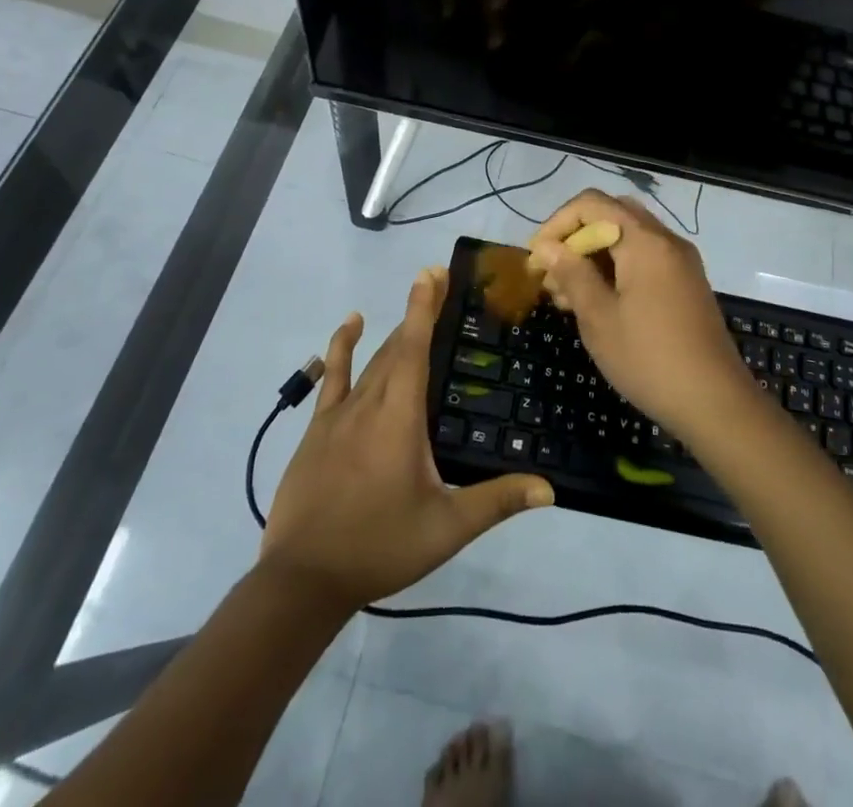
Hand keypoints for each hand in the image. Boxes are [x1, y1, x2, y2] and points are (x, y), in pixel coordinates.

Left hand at [261, 268, 554, 613]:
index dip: (424, 308)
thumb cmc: (379, 546)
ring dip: (392, 331)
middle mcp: (369, 404)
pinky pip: (332, 378)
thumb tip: (549, 488)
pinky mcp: (317, 430)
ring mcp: (337, 415)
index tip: (432, 273)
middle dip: (417, 312)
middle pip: (395, 346)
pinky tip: (350, 326)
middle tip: (437, 282)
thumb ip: (496, 501)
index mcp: (400, 417)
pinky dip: (341, 348)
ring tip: (413, 304)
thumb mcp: (446, 528)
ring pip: (370, 361)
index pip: (414, 349)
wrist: (303, 580)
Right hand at [528, 191, 754, 445]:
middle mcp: (666, 240)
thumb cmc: (649, 358)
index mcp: (645, 240)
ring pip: (628, 238)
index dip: (557, 224)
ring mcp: (681, 262)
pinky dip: (617, 269)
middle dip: (576, 238)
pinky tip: (599, 303)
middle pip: (612, 215)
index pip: (592, 203)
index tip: (538, 259)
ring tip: (568, 297)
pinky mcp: (686, 284)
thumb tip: (547, 247)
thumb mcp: (599, 318)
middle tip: (553, 274)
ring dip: (594, 256)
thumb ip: (572, 274)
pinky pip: (645, 258)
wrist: (715, 402)